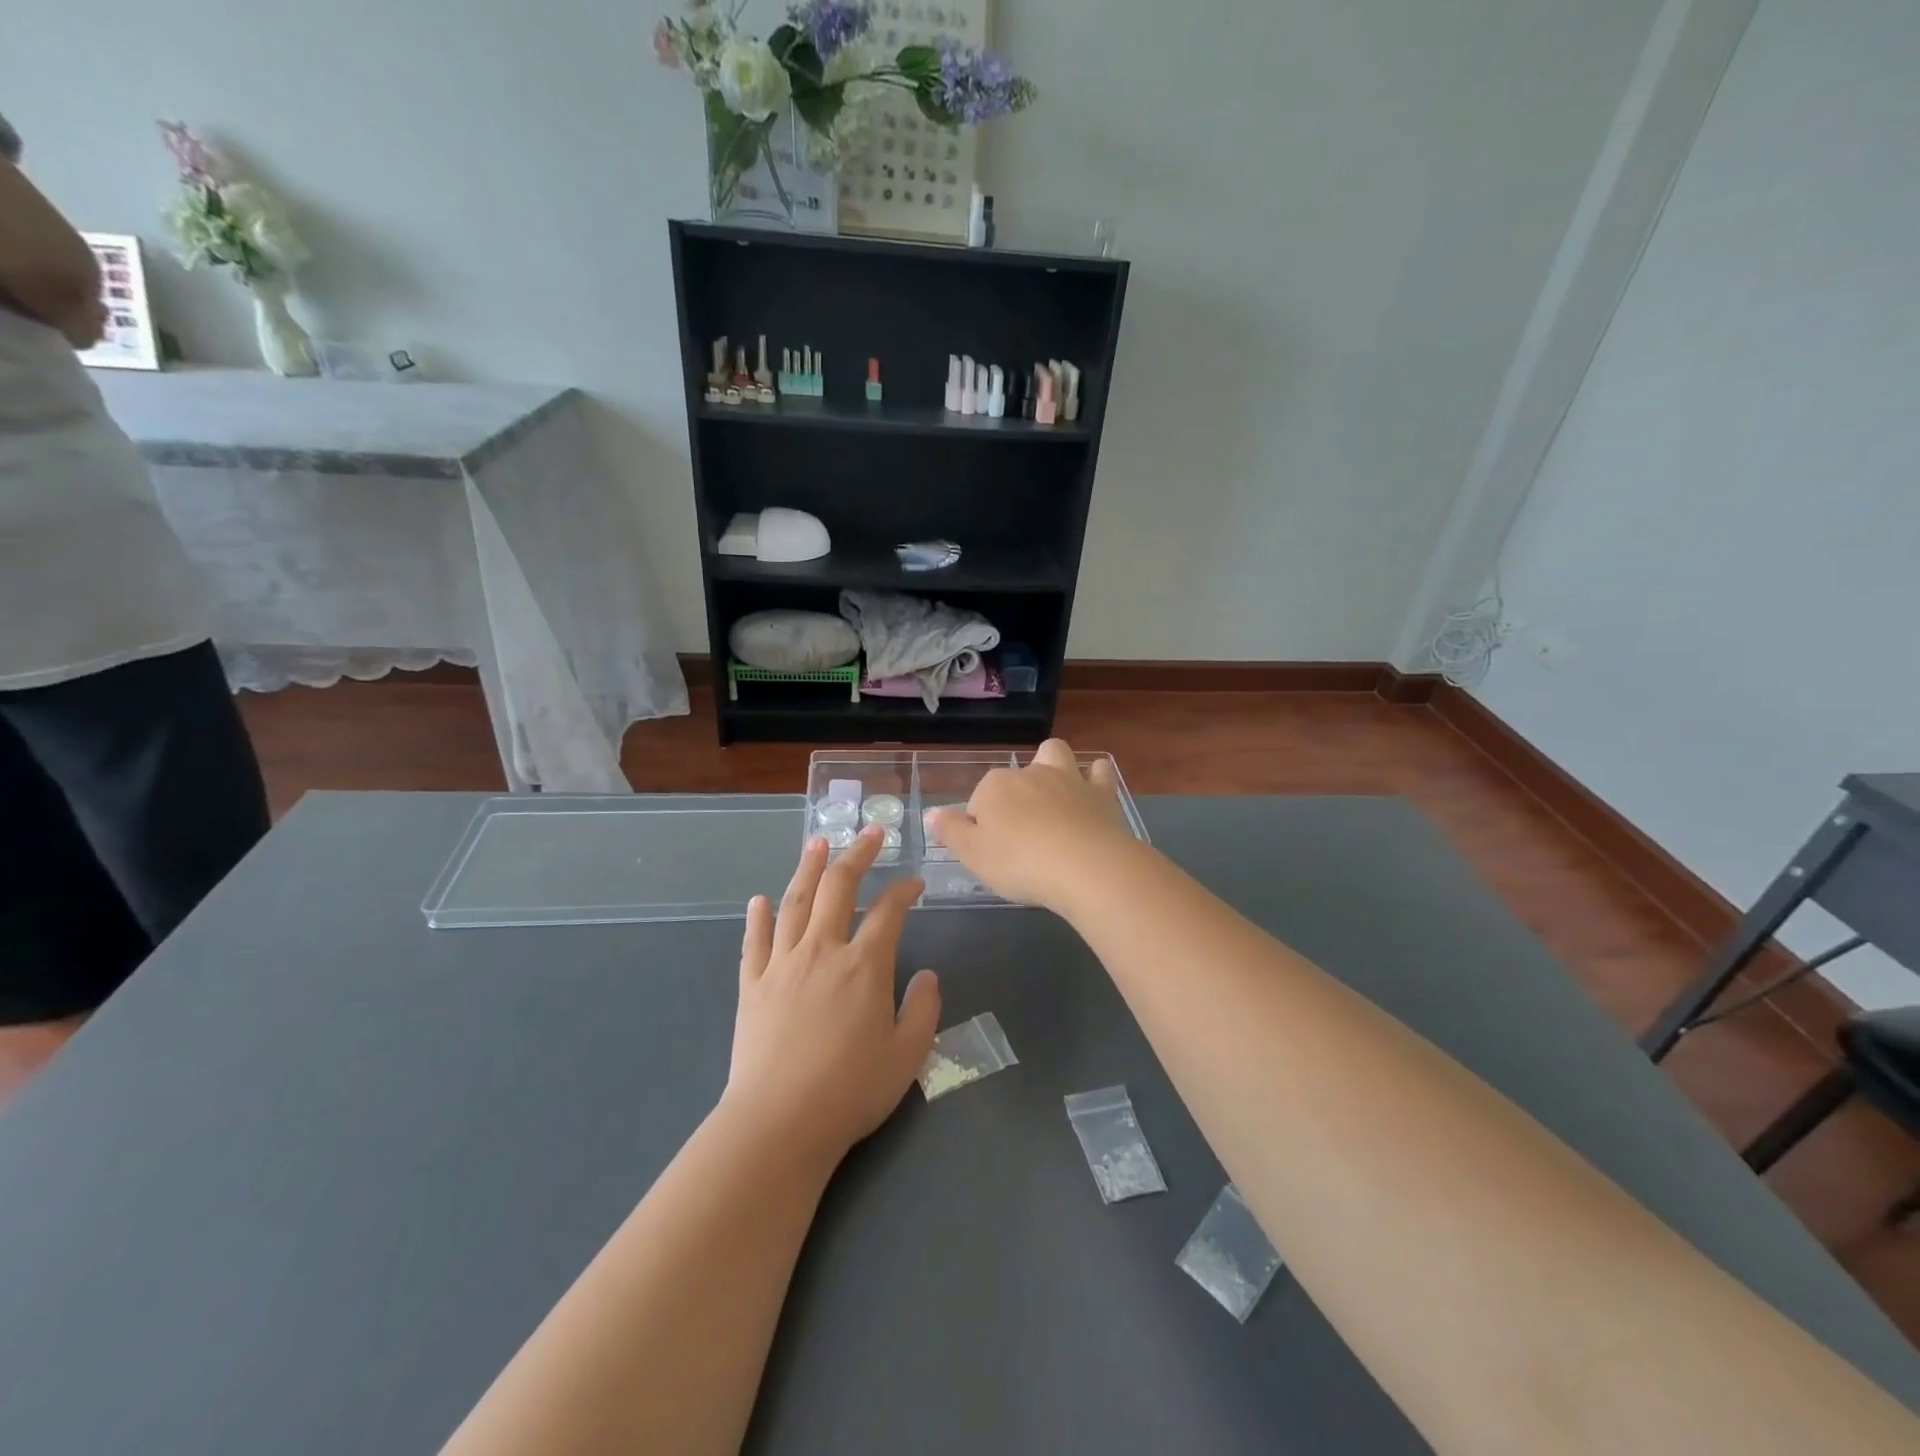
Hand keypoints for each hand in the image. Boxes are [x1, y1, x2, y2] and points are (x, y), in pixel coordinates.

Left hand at [722, 826, 939, 1168]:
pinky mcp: (752, 986)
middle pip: (839, 888)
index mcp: (864, 966)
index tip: (914, 881)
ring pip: (795, 902)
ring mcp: (782, 965)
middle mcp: (822, 951)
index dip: (904, 890)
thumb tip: (927, 974)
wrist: (779, 1124)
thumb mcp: (908, 1055)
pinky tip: (760, 900)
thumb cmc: (850, 1091)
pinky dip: (758, 917)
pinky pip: (754, 941)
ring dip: (808, 868)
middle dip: (858, 855)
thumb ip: (923, 1009)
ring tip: (817, 842)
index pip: (888, 911)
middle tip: (871, 833)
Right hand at [926, 738, 1139, 913]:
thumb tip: (931, 812)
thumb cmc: (1020, 863)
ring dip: (1050, 765)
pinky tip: (1092, 789)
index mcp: (995, 786)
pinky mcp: (1100, 793)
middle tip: (1018, 835)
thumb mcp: (973, 855)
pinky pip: (1098, 771)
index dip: (980, 827)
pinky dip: (1094, 776)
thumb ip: (950, 831)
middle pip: (1013, 780)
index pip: (978, 802)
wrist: (1085, 867)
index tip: (989, 853)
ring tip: (1050, 795)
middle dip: (1012, 798)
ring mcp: (1067, 779)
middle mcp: (1029, 773)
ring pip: (1054, 754)